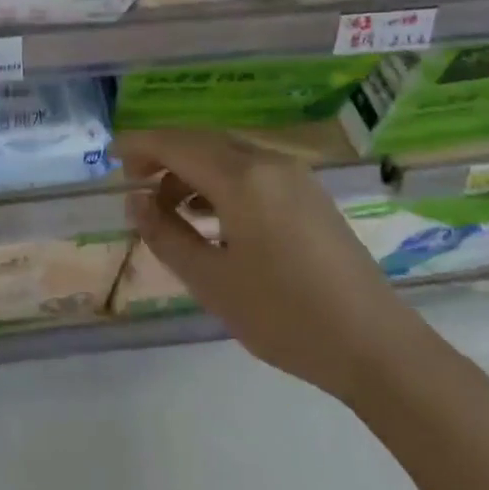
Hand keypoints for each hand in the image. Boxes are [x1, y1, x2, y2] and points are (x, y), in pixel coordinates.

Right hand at [116, 130, 429, 403]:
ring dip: (192, 170)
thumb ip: (166, 235)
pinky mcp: (310, 195)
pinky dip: (220, 181)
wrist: (377, 348)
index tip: (111, 158)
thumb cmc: (286, 316)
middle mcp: (269, 163)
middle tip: (135, 184)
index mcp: (242, 178)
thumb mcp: (212, 282)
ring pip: (228, 154)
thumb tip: (135, 202)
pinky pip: (252, 170)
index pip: (176, 144)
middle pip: (202, 141)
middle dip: (164, 155)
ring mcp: (295, 177)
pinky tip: (211, 216)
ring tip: (169, 208)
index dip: (140, 145)